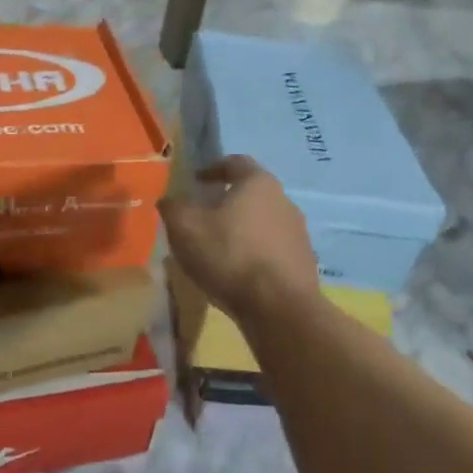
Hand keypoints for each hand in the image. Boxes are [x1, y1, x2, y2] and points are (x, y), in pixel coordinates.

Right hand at [160, 156, 320, 326]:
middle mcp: (284, 201)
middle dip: (227, 202)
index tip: (196, 181)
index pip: (235, 163)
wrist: (280, 308)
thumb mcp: (185, 227)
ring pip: (262, 223)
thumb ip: (173, 207)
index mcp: (258, 183)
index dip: (213, 168)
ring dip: (241, 230)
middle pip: (251, 194)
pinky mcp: (304, 263)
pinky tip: (238, 273)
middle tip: (202, 217)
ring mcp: (298, 233)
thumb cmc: (229, 255)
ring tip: (218, 249)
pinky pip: (272, 250)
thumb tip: (168, 200)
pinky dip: (254, 254)